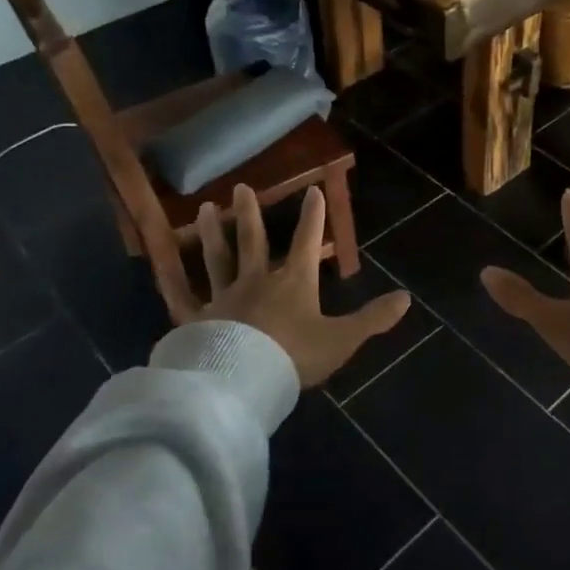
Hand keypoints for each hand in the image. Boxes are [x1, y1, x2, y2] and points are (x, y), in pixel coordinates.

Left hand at [172, 184, 411, 388]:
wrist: (243, 382)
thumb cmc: (295, 357)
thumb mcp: (342, 339)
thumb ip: (373, 318)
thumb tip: (407, 298)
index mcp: (292, 283)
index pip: (304, 241)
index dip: (312, 215)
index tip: (313, 189)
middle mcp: (255, 281)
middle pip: (251, 241)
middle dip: (249, 214)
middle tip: (241, 187)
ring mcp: (222, 298)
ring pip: (216, 259)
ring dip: (212, 233)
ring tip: (206, 208)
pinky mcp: (196, 320)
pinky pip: (182, 298)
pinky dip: (172, 283)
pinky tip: (161, 269)